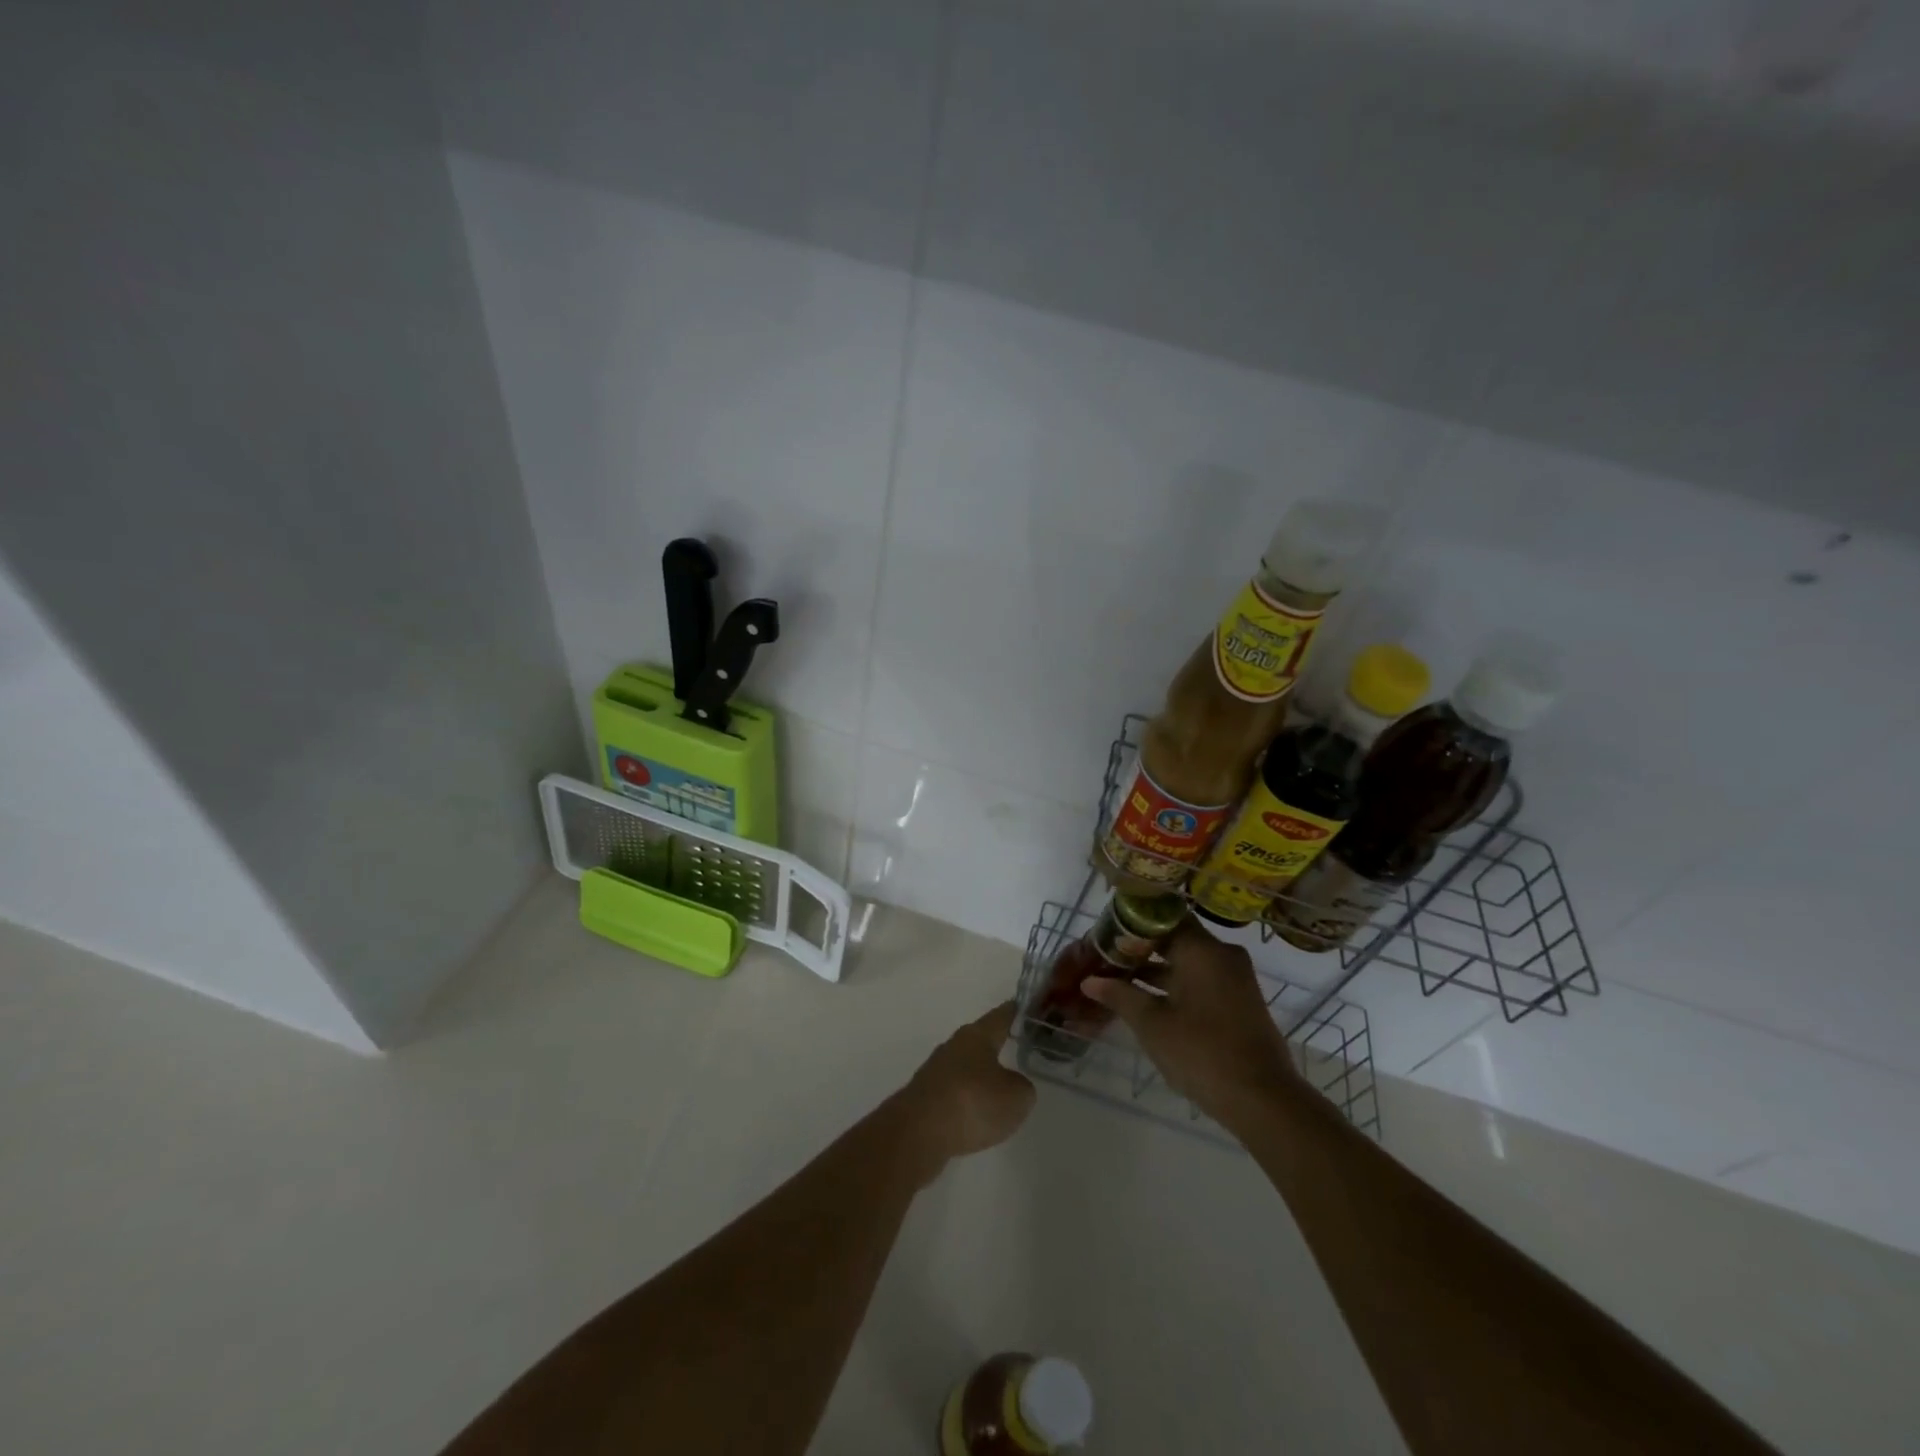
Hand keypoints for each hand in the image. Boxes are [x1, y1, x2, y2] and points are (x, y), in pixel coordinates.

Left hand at [898, 1002, 1036, 1171]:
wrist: (918, 1132)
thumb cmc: (973, 1102)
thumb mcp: (1016, 1097)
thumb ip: (1022, 1086)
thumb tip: (1013, 1084)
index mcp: (978, 1035)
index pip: (1002, 1015)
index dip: (1017, 1012)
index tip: (1028, 1008)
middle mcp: (954, 1045)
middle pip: (981, 1039)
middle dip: (998, 1044)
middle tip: (1019, 1049)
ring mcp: (936, 1070)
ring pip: (966, 1066)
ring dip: (981, 1074)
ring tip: (999, 1089)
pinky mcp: (924, 1096)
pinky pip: (954, 1091)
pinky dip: (967, 1098)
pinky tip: (975, 1114)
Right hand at [1082, 921, 1298, 1127]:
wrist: (1263, 1100)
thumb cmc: (1202, 1052)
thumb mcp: (1152, 1024)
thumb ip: (1120, 996)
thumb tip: (1089, 981)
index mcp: (1202, 950)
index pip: (1163, 916)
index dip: (1132, 922)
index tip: (1106, 932)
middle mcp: (1222, 955)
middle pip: (1175, 938)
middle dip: (1140, 949)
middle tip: (1106, 957)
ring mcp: (1234, 979)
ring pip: (1188, 961)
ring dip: (1156, 970)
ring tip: (1118, 980)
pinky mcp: (1239, 1002)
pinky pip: (1201, 980)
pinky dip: (1176, 985)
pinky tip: (1148, 1001)